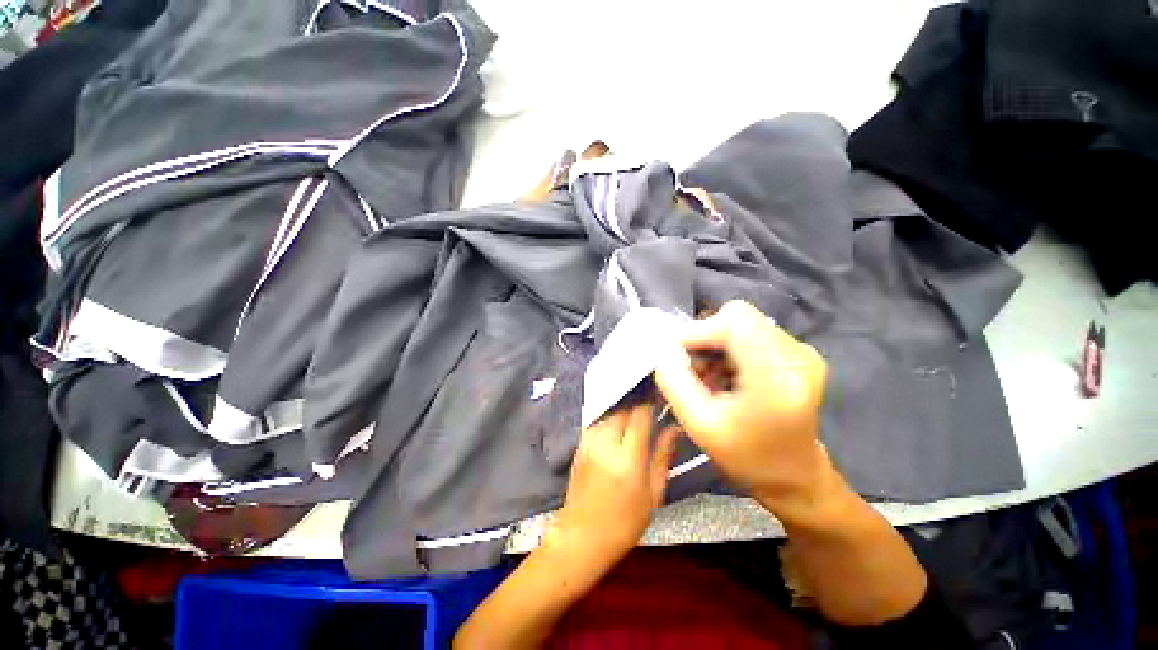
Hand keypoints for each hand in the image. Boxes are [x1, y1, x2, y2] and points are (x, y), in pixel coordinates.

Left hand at [550, 405, 678, 567]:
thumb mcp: (653, 494)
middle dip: (638, 402)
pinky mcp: (580, 443)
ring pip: (610, 410)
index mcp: (627, 458)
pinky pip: (599, 419)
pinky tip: (621, 422)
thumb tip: (674, 428)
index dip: (652, 400)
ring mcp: (589, 441)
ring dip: (624, 407)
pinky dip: (611, 416)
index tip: (662, 395)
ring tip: (639, 410)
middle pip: (623, 407)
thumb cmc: (624, 523)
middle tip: (653, 402)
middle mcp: (605, 443)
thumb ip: (662, 456)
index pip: (640, 414)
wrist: (581, 537)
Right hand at [654, 300, 829, 512]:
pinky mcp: (796, 353)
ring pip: (740, 324)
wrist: (793, 476)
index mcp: (777, 377)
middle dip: (705, 339)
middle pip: (736, 317)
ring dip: (715, 346)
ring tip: (709, 379)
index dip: (698, 330)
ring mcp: (800, 351)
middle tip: (693, 372)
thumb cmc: (745, 457)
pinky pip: (750, 334)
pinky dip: (728, 350)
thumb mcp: (699, 425)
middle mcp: (797, 355)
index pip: (733, 320)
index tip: (677, 356)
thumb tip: (662, 347)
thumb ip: (674, 381)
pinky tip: (724, 377)